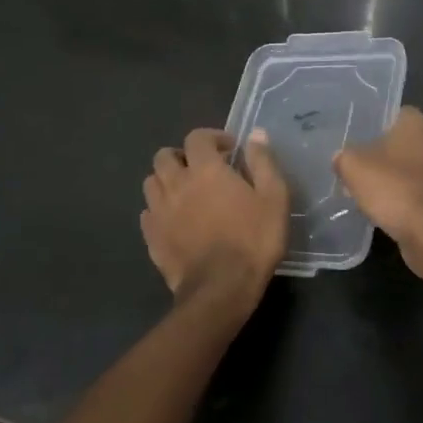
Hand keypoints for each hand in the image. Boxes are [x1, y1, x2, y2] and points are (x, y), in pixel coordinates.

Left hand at [141, 128, 288, 301]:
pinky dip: (158, 209)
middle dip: (183, 156)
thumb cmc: (253, 240)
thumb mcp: (274, 198)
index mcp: (205, 170)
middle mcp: (176, 183)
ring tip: (185, 193)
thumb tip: (256, 134)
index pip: (197, 137)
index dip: (213, 137)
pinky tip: (174, 220)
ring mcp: (159, 211)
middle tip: (202, 169)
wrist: (222, 288)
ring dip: (166, 180)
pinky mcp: (151, 236)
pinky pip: (148, 213)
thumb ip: (263, 162)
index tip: (229, 150)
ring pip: (151, 182)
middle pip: (165, 156)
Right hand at [334, 107, 422, 246]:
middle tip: (364, 171)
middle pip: (408, 144)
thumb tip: (341, 158)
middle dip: (389, 156)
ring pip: (419, 170)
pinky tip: (395, 213)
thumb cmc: (392, 187)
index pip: (396, 115)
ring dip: (402, 180)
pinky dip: (413, 200)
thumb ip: (344, 157)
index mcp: (419, 123)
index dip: (376, 128)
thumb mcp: (352, 167)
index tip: (360, 144)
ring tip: (376, 196)